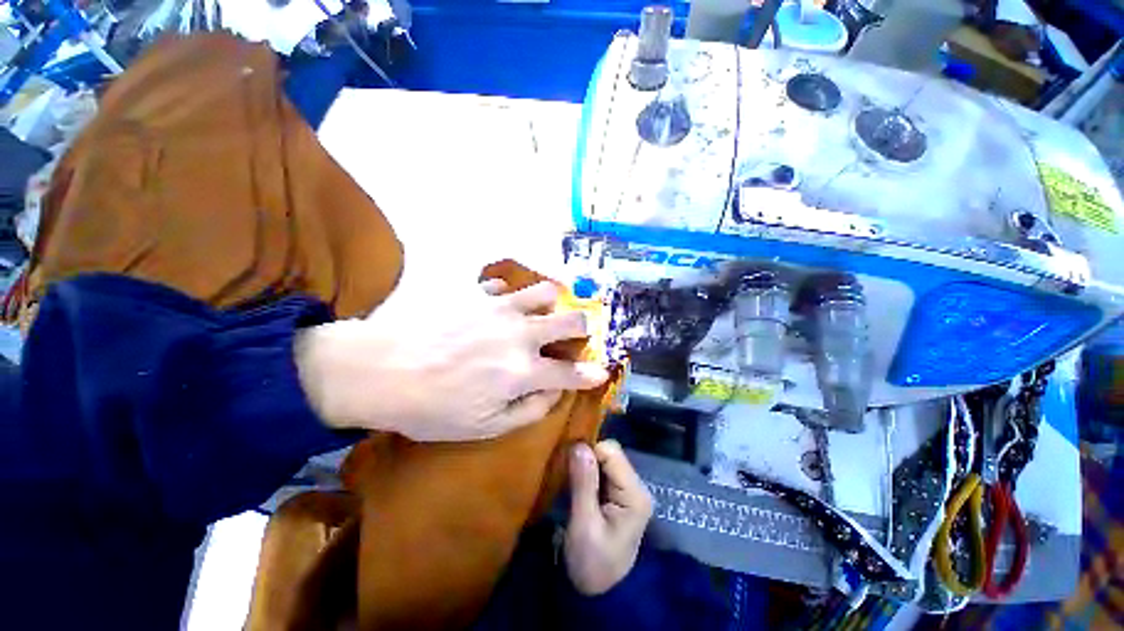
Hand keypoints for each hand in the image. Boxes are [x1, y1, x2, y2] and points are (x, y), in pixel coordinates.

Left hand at [294, 280, 609, 440]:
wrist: (379, 369)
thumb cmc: (431, 408)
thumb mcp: (484, 428)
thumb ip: (528, 411)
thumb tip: (553, 394)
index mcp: (524, 371)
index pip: (571, 372)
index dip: (591, 374)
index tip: (601, 371)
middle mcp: (521, 333)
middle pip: (571, 320)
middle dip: (582, 328)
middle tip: (575, 334)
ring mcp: (500, 307)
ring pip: (545, 291)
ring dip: (552, 303)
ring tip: (541, 313)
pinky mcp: (477, 292)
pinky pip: (504, 285)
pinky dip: (508, 296)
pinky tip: (498, 305)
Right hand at [565, 440, 653, 595]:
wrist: (598, 593)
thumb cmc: (591, 564)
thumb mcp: (584, 525)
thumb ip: (583, 483)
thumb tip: (579, 445)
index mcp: (634, 494)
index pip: (611, 452)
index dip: (588, 453)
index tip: (569, 468)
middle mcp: (636, 486)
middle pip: (609, 453)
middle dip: (587, 459)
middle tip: (568, 477)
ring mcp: (628, 490)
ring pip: (604, 459)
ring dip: (585, 466)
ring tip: (569, 480)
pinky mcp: (618, 494)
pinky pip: (601, 470)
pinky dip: (587, 472)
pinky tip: (576, 485)